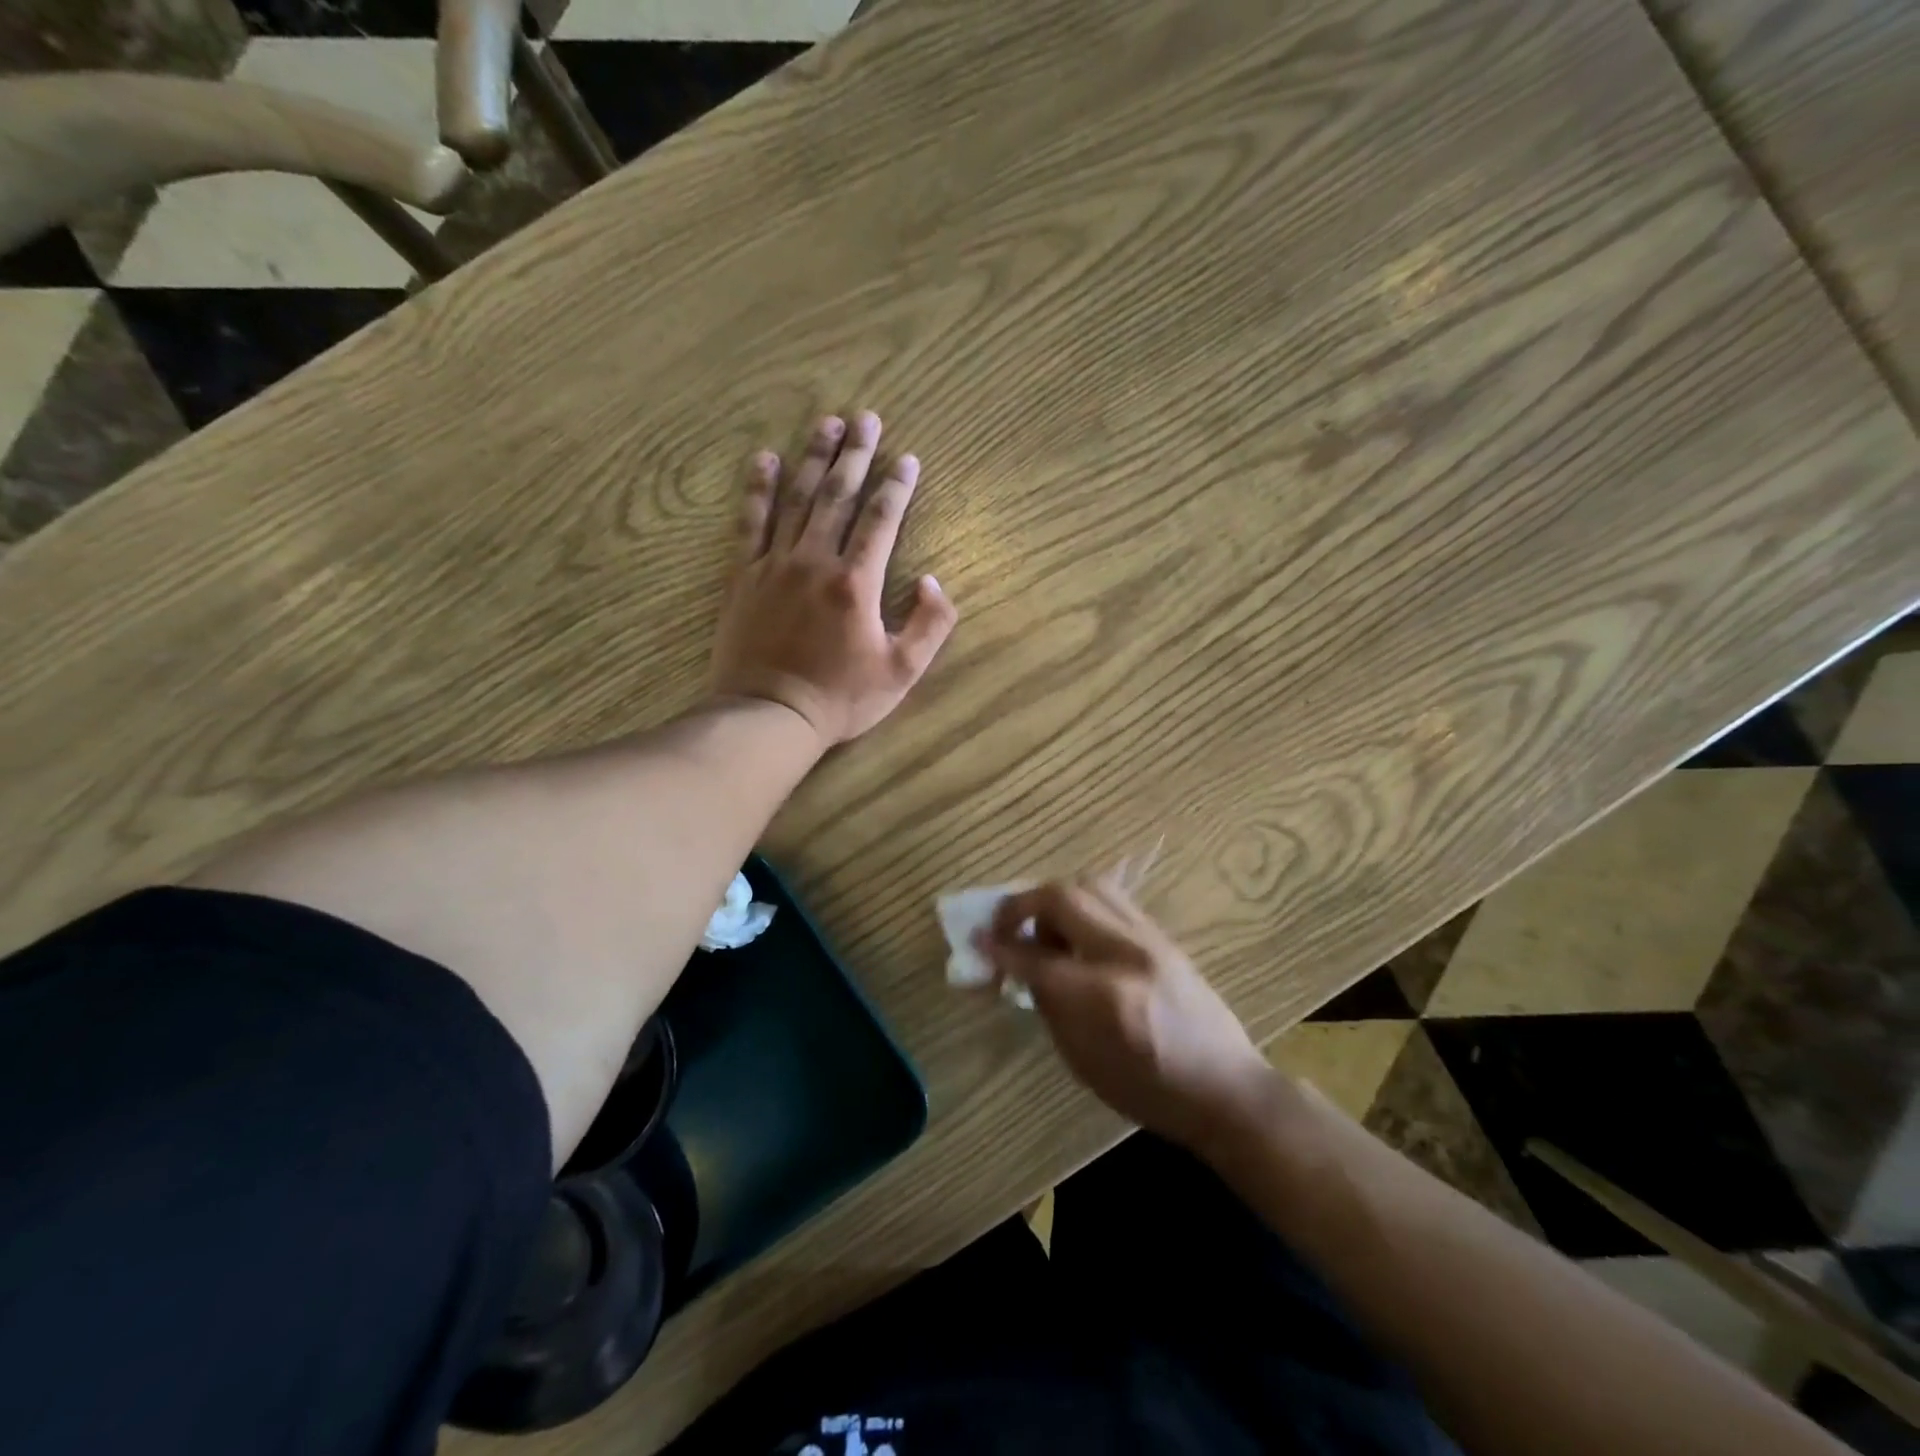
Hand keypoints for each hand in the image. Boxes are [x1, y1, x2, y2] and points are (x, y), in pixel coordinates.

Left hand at [708, 411, 958, 746]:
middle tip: (866, 418)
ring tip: (827, 423)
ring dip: (813, 458)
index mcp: (856, 583)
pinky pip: (750, 523)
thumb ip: (929, 626)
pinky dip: (757, 489)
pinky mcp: (743, 576)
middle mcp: (815, 561)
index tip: (907, 458)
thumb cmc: (840, 699)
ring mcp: (774, 565)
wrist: (769, 716)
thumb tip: (935, 582)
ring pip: (797, 499)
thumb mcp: (902, 673)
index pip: (881, 520)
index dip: (897, 486)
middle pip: (837, 496)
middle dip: (855, 455)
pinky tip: (764, 459)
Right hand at [984, 878, 1275, 1149]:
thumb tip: (1018, 964)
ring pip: (1088, 885)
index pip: (1036, 958)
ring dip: (1052, 899)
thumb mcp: (1083, 1060)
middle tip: (1004, 927)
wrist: (1225, 1088)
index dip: (999, 949)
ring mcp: (1149, 937)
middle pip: (1061, 898)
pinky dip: (1080, 904)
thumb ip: (1048, 1003)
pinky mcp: (1161, 933)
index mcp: (1105, 997)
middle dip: (1021, 906)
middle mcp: (1127, 953)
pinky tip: (1074, 932)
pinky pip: (1110, 898)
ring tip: (1042, 928)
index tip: (976, 943)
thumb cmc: (1149, 1091)